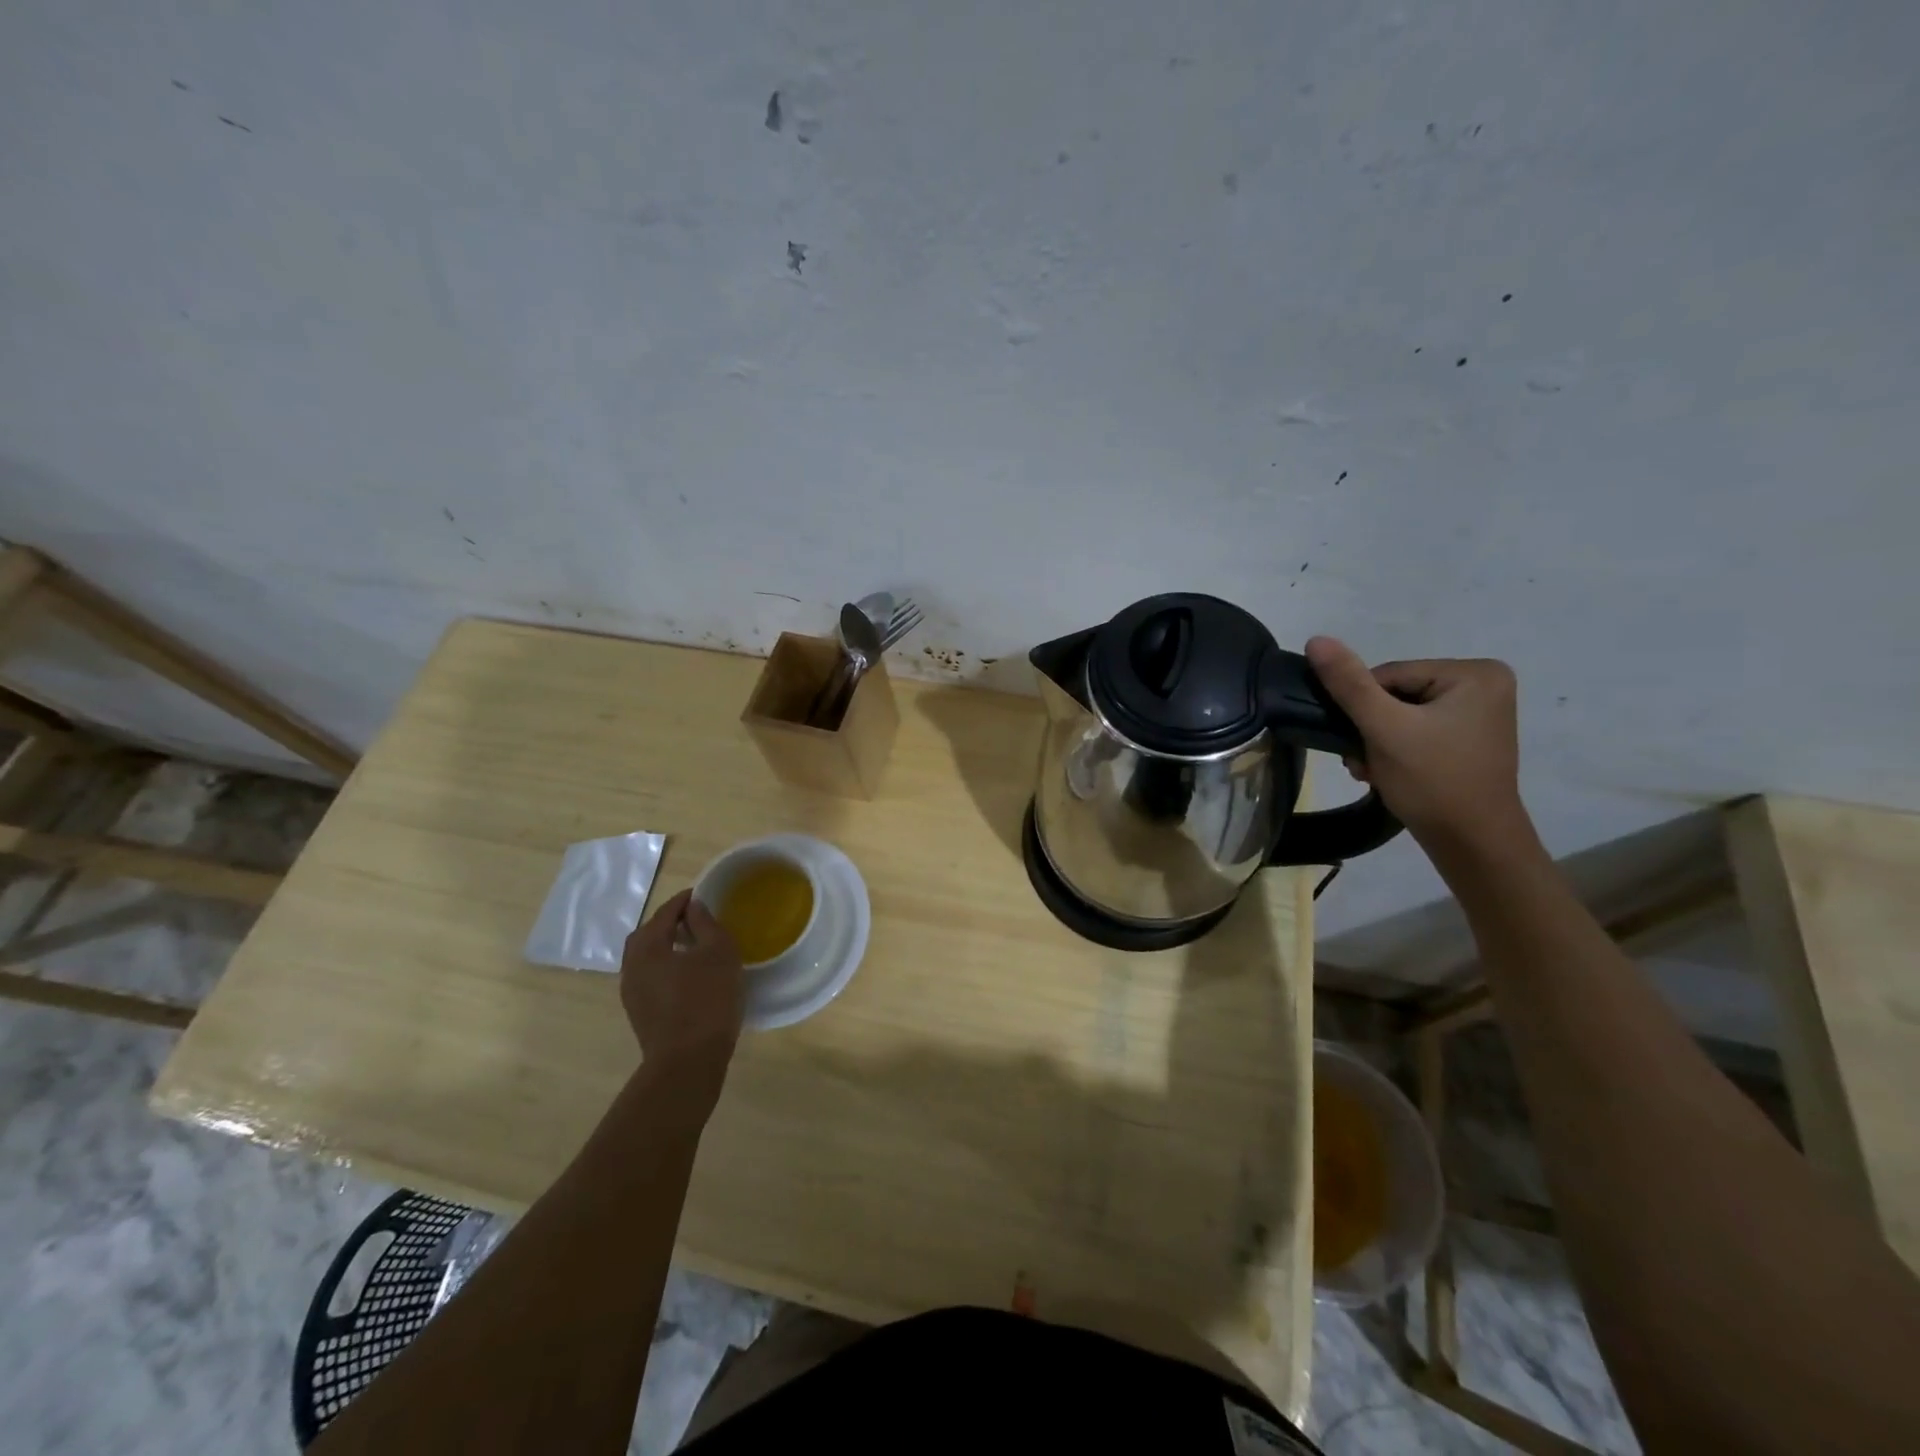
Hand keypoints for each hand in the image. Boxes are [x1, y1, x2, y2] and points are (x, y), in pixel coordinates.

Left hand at [619, 890, 745, 1103]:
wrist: (687, 1063)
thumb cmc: (706, 1000)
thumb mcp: (718, 952)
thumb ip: (705, 923)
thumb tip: (693, 907)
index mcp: (647, 947)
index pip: (664, 913)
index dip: (684, 900)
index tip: (703, 894)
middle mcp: (631, 966)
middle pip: (648, 934)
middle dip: (669, 923)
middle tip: (696, 919)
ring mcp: (632, 993)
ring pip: (647, 958)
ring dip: (667, 947)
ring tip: (695, 947)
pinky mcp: (640, 1013)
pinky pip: (651, 978)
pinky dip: (666, 967)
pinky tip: (689, 975)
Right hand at [1304, 636, 1530, 850]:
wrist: (1472, 844)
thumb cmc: (1432, 781)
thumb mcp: (1384, 728)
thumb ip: (1349, 683)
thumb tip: (1316, 639)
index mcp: (1475, 673)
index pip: (1390, 675)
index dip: (1364, 708)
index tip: (1360, 742)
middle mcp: (1485, 685)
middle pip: (1396, 694)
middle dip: (1371, 728)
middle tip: (1362, 762)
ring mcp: (1481, 713)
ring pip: (1402, 714)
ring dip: (1377, 741)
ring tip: (1372, 770)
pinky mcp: (1470, 738)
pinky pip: (1418, 730)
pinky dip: (1396, 749)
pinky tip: (1387, 772)